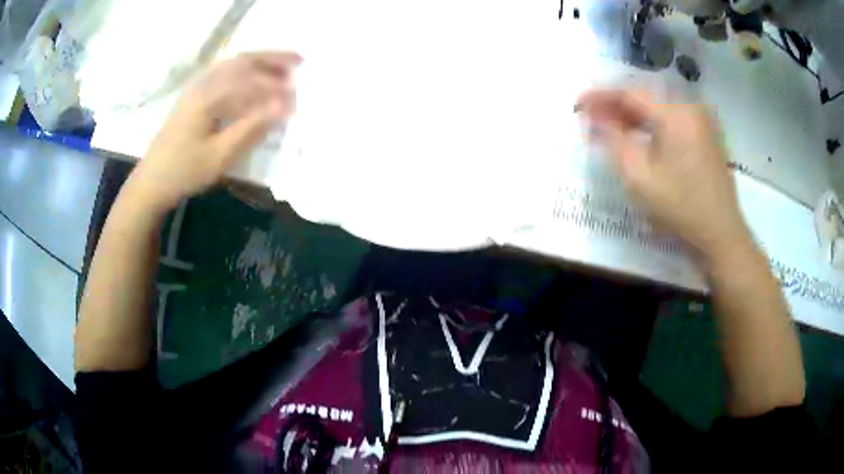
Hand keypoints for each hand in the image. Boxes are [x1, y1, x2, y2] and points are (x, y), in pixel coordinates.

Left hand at [131, 52, 301, 210]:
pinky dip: (243, 69)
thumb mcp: (219, 156)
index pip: (250, 81)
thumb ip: (251, 128)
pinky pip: (223, 72)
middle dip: (272, 59)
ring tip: (281, 66)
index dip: (276, 86)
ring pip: (232, 63)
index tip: (297, 97)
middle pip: (242, 61)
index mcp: (208, 97)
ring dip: (259, 61)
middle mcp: (202, 84)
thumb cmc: (184, 171)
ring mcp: (196, 87)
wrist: (152, 181)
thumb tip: (283, 105)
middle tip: (299, 60)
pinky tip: (252, 76)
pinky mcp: (193, 95)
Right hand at [577, 89, 752, 262]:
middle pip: (645, 97)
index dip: (599, 95)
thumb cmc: (680, 209)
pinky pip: (673, 120)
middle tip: (591, 118)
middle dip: (615, 106)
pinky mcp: (707, 135)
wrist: (721, 236)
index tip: (577, 104)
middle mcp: (690, 107)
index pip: (629, 92)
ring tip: (610, 128)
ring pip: (659, 108)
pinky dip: (653, 125)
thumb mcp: (639, 177)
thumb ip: (611, 141)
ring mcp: (702, 121)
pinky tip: (640, 137)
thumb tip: (589, 119)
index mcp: (675, 113)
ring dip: (633, 116)